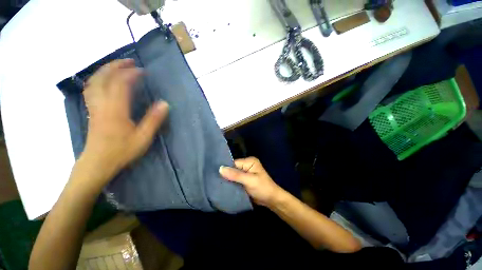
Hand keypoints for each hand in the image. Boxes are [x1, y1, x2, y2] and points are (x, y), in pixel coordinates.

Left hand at [80, 59, 168, 186]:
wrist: (98, 163)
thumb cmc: (122, 151)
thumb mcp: (143, 137)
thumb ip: (153, 120)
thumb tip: (164, 104)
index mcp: (116, 110)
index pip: (121, 84)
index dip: (132, 74)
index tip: (143, 71)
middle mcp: (102, 104)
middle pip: (104, 77)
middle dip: (116, 66)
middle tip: (130, 62)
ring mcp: (94, 107)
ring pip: (94, 81)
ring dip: (105, 70)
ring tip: (117, 66)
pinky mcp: (92, 111)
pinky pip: (91, 89)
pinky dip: (98, 79)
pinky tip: (104, 80)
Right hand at [219, 157, 284, 206]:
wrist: (271, 200)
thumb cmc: (262, 188)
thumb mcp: (249, 180)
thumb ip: (235, 175)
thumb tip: (220, 168)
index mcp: (249, 161)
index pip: (234, 163)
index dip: (226, 169)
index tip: (215, 175)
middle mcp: (247, 165)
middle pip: (233, 169)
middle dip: (226, 175)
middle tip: (215, 181)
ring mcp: (246, 173)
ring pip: (233, 175)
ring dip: (228, 180)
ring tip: (217, 184)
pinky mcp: (244, 180)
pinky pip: (235, 180)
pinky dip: (231, 184)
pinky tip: (224, 187)